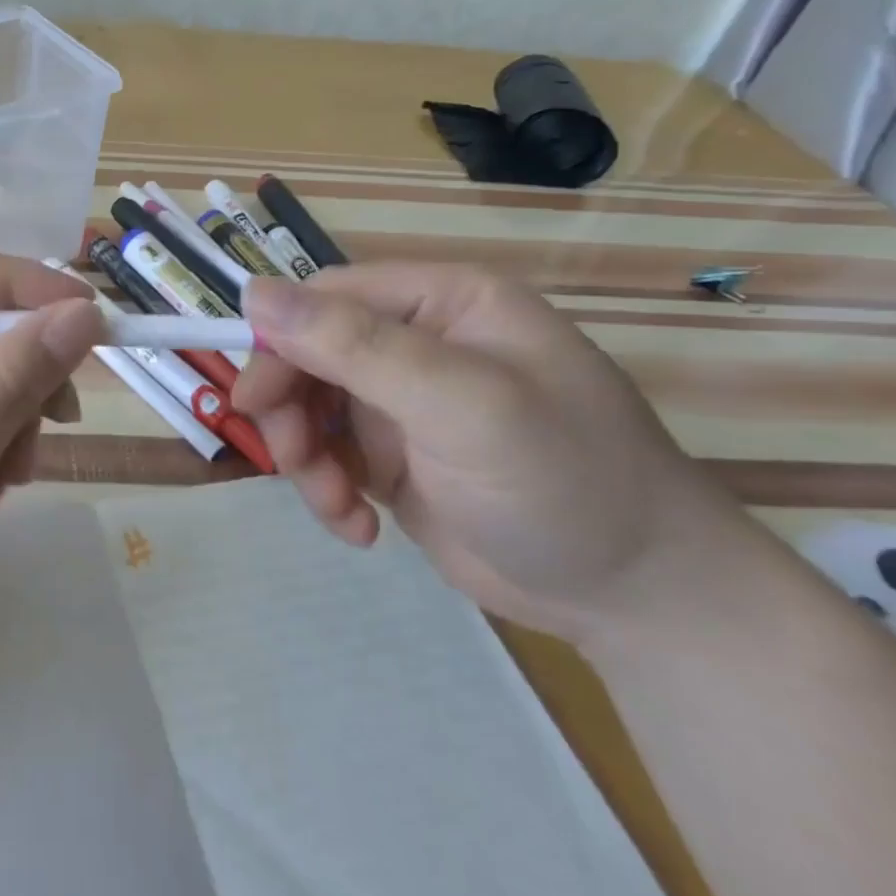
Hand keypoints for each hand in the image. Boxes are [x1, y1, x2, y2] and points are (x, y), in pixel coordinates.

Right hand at [237, 265, 750, 644]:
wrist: (642, 603)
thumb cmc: (563, 483)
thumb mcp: (459, 406)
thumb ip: (356, 346)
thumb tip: (253, 292)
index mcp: (443, 303)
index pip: (328, 297)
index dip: (281, 340)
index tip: (256, 400)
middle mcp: (419, 342)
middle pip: (308, 352)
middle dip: (290, 409)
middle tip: (291, 461)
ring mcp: (404, 402)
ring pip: (308, 406)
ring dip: (304, 456)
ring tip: (335, 505)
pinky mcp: (394, 456)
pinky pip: (327, 453)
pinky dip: (328, 489)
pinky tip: (359, 527)